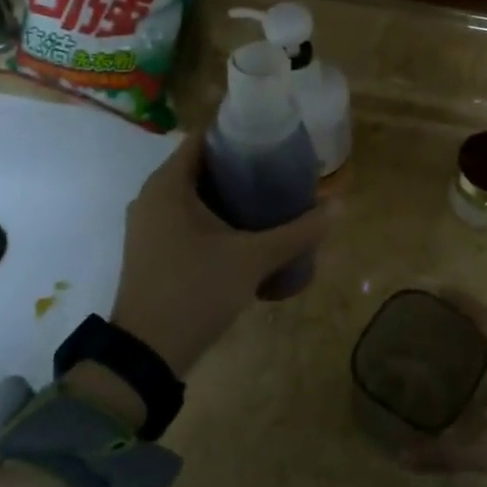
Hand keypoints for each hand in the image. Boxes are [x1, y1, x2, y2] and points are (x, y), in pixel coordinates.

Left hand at [104, 130, 330, 378]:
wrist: (147, 354)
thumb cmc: (196, 291)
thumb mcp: (253, 259)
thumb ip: (297, 232)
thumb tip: (339, 206)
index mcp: (167, 185)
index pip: (203, 138)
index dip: (238, 132)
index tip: (274, 136)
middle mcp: (152, 196)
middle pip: (201, 165)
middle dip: (241, 165)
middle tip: (282, 167)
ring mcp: (148, 224)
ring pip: (194, 194)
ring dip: (229, 193)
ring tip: (272, 195)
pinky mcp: (152, 248)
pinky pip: (186, 216)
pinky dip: (214, 215)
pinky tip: (246, 228)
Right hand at [402, 291, 486, 486]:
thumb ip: (445, 452)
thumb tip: (401, 456)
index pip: (485, 319)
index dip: (462, 303)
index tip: (437, 290)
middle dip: (461, 328)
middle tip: (427, 324)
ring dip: (472, 352)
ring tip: (438, 352)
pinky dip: (481, 376)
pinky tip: (463, 392)